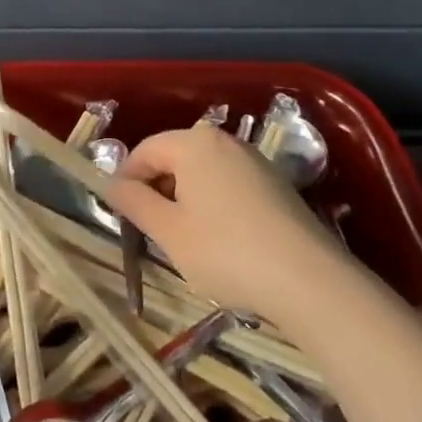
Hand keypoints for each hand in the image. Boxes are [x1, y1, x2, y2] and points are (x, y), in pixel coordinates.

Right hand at [100, 123, 346, 316]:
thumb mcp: (169, 232)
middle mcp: (225, 141)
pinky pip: (229, 184)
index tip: (122, 215)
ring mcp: (255, 161)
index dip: (126, 181)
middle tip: (152, 231)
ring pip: (203, 172)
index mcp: (194, 143)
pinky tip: (221, 241)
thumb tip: (111, 184)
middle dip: (157, 189)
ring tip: (185, 240)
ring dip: (185, 199)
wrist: (310, 281)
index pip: (145, 151)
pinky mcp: (276, 184)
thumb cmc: (226, 252)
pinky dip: (213, 204)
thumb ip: (135, 203)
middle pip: (175, 157)